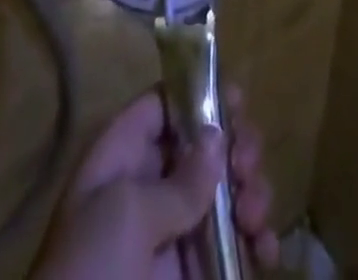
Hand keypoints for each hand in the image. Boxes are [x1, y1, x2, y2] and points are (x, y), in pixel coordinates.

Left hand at [29, 89, 278, 279]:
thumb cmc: (92, 271)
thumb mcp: (127, 214)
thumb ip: (179, 180)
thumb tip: (217, 137)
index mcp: (123, 160)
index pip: (163, 107)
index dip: (198, 96)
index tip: (239, 99)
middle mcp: (151, 190)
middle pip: (202, 148)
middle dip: (235, 148)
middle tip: (248, 163)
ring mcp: (174, 238)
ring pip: (226, 195)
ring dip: (251, 194)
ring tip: (254, 214)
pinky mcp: (195, 278)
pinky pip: (234, 249)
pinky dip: (258, 244)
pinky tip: (265, 250)